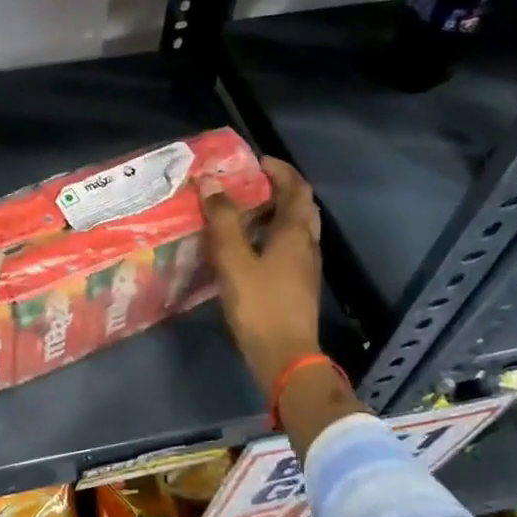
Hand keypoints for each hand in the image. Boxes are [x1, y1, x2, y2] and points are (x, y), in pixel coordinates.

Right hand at [201, 157, 324, 397]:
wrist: (284, 355)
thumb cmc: (259, 304)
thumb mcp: (233, 259)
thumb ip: (222, 220)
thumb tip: (210, 182)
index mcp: (295, 233)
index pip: (296, 188)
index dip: (280, 171)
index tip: (257, 161)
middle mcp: (307, 245)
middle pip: (302, 206)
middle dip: (281, 189)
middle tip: (252, 183)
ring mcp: (306, 267)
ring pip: (297, 228)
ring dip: (277, 212)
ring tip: (247, 210)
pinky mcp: (298, 285)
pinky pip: (290, 247)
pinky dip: (274, 234)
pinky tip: (251, 246)